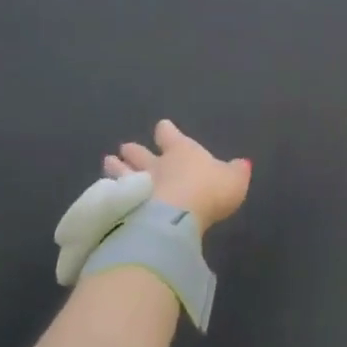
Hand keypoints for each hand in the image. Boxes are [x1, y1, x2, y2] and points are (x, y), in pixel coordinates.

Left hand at [103, 120, 250, 232]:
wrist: (174, 218)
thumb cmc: (208, 192)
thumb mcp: (234, 180)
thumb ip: (236, 171)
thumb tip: (242, 163)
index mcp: (182, 152)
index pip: (171, 136)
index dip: (166, 131)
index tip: (161, 127)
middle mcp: (156, 165)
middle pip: (141, 154)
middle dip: (135, 150)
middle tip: (125, 147)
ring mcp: (136, 185)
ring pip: (122, 172)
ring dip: (116, 167)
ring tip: (108, 161)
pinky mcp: (122, 207)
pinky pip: (113, 195)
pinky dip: (109, 192)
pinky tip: (104, 193)